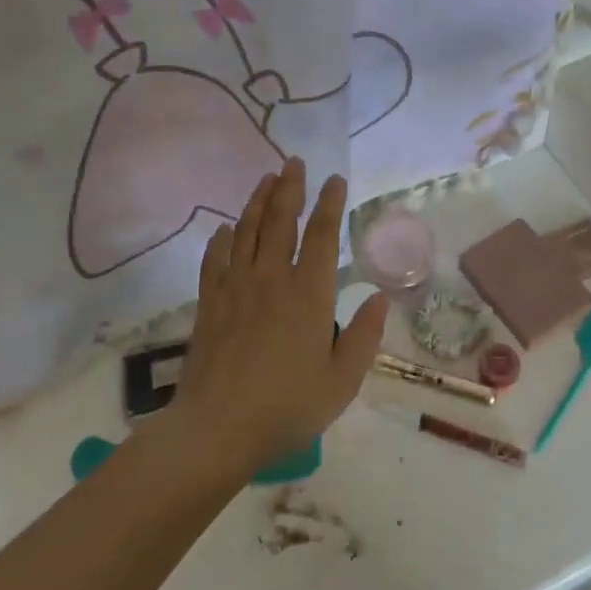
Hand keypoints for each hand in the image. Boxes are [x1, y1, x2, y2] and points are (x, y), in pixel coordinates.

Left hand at [174, 158, 388, 474]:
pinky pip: (215, 259)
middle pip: (281, 220)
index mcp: (309, 294)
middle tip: (294, 162)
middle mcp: (272, 279)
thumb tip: (380, 298)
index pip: (322, 236)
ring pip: (247, 231)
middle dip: (290, 187)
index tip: (335, 180)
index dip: (330, 204)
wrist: (217, 428)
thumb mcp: (342, 381)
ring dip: (258, 201)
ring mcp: (236, 287)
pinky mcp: (210, 303)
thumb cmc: (288, 407)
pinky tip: (226, 228)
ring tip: (267, 179)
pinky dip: (223, 238)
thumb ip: (365, 336)